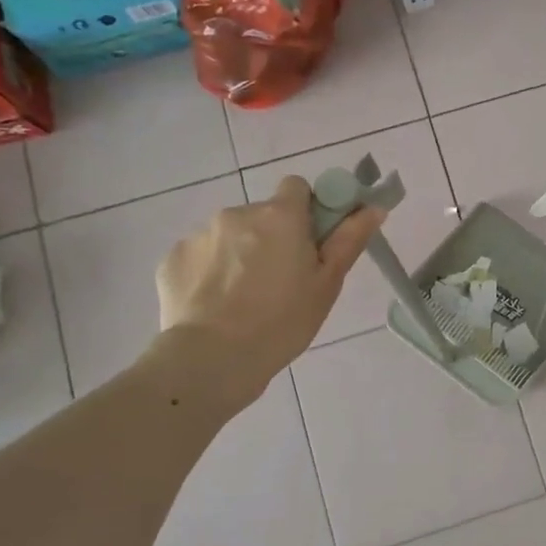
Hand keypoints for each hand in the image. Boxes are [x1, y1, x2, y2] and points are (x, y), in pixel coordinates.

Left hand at [155, 176, 386, 390]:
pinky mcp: (172, 259)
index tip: (311, 241)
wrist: (213, 359)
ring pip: (230, 237)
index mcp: (280, 216)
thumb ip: (349, 240)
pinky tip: (216, 306)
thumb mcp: (327, 284)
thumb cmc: (283, 322)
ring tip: (244, 300)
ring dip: (240, 255)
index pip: (297, 186)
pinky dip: (210, 273)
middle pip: (263, 216)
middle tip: (281, 282)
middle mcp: (237, 213)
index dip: (307, 210)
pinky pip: (201, 257)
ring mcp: (199, 235)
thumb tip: (373, 207)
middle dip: (272, 238)